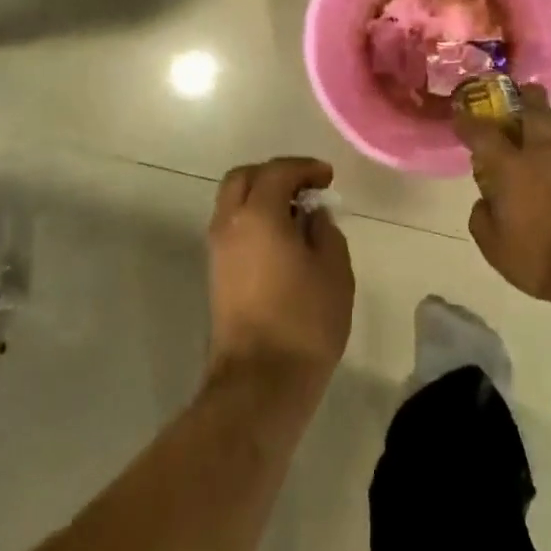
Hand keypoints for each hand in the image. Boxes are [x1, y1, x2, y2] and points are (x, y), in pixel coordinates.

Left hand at [205, 157, 354, 393]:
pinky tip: (283, 239)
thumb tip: (312, 216)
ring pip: (233, 203)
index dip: (304, 168)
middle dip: (275, 174)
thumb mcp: (333, 270)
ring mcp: (217, 251)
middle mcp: (229, 224)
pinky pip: (233, 228)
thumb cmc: (304, 321)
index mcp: (258, 215)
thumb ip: (325, 231)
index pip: (277, 171)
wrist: (260, 382)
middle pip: (243, 178)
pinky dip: (255, 220)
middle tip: (306, 187)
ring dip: (262, 197)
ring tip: (297, 214)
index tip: (328, 178)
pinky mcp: (216, 275)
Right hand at [453, 85, 550, 307]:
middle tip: (524, 91)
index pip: (483, 134)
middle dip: (527, 97)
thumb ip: (483, 220)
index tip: (461, 115)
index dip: (468, 122)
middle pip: (536, 111)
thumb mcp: (496, 249)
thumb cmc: (542, 260)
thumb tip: (483, 203)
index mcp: (512, 168)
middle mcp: (545, 155)